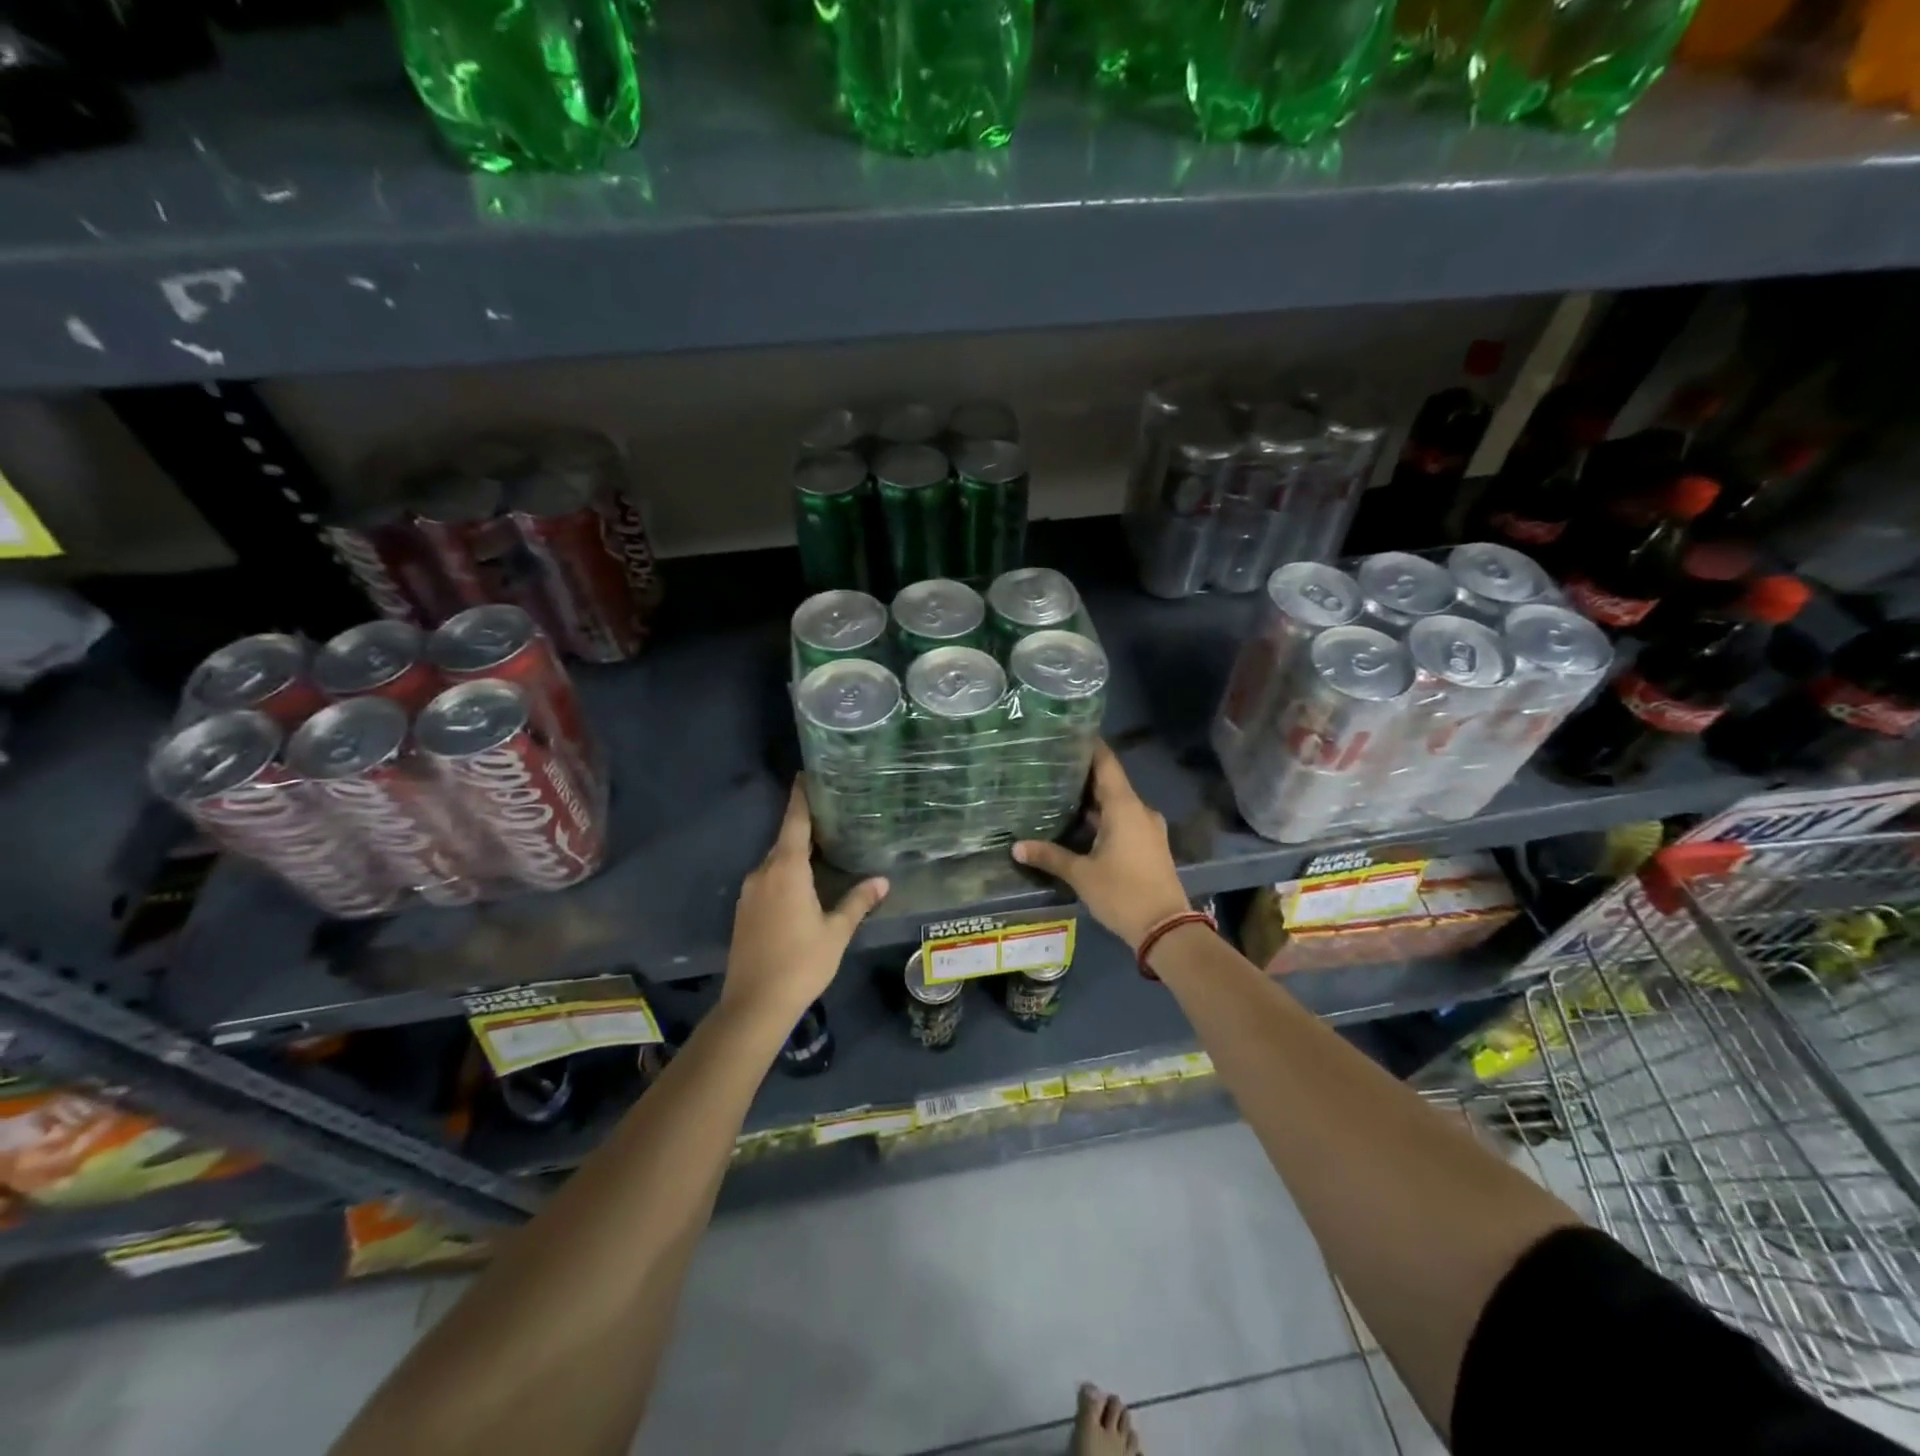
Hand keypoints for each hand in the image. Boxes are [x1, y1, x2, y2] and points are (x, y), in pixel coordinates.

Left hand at [723, 781, 888, 1029]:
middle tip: (830, 818)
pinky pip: (767, 881)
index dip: (801, 798)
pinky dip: (783, 875)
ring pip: (775, 863)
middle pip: (784, 841)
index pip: (794, 822)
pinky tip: (801, 887)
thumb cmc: (801, 962)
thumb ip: (858, 902)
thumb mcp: (836, 932)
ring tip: (821, 851)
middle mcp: (763, 873)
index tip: (805, 775)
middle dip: (804, 828)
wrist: (755, 1003)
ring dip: (794, 855)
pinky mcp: (743, 911)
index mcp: (786, 870)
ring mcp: (749, 892)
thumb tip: (883, 881)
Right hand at [1012, 742, 1189, 950]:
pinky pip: (1124, 820)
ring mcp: (1148, 828)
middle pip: (1110, 782)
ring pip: (1117, 803)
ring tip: (1060, 793)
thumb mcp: (1081, 875)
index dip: (1089, 746)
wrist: (1167, 929)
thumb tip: (1016, 847)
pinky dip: (1104, 817)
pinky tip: (1081, 823)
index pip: (1106, 763)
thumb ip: (1050, 856)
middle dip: (1083, 775)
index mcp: (1124, 807)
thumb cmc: (1122, 893)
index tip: (1067, 734)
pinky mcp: (1149, 844)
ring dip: (1093, 799)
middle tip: (1052, 766)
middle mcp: (1139, 810)